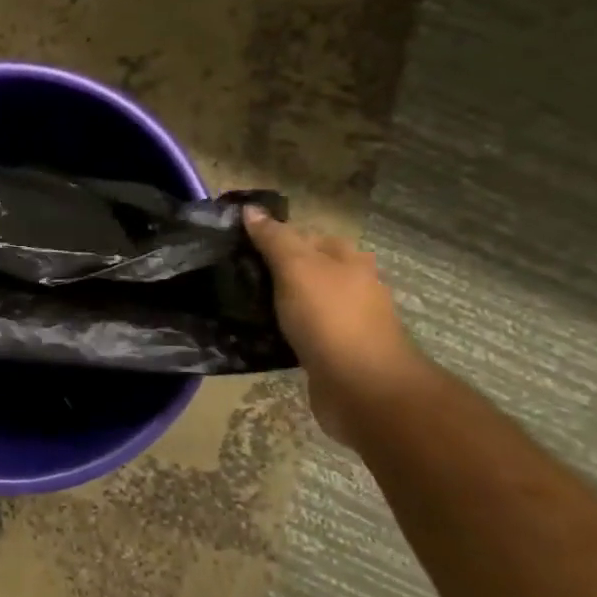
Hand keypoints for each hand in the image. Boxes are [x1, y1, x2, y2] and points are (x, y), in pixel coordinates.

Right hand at [242, 206, 430, 444]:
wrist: (363, 388)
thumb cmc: (330, 318)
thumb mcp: (296, 268)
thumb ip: (273, 239)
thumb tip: (250, 209)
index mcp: (348, 258)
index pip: (305, 236)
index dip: (272, 237)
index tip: (236, 247)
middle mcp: (353, 285)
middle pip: (305, 269)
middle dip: (273, 272)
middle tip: (233, 277)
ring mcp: (346, 321)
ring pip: (302, 302)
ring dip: (276, 304)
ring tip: (239, 306)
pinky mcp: (336, 352)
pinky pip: (302, 333)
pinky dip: (283, 332)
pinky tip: (259, 336)